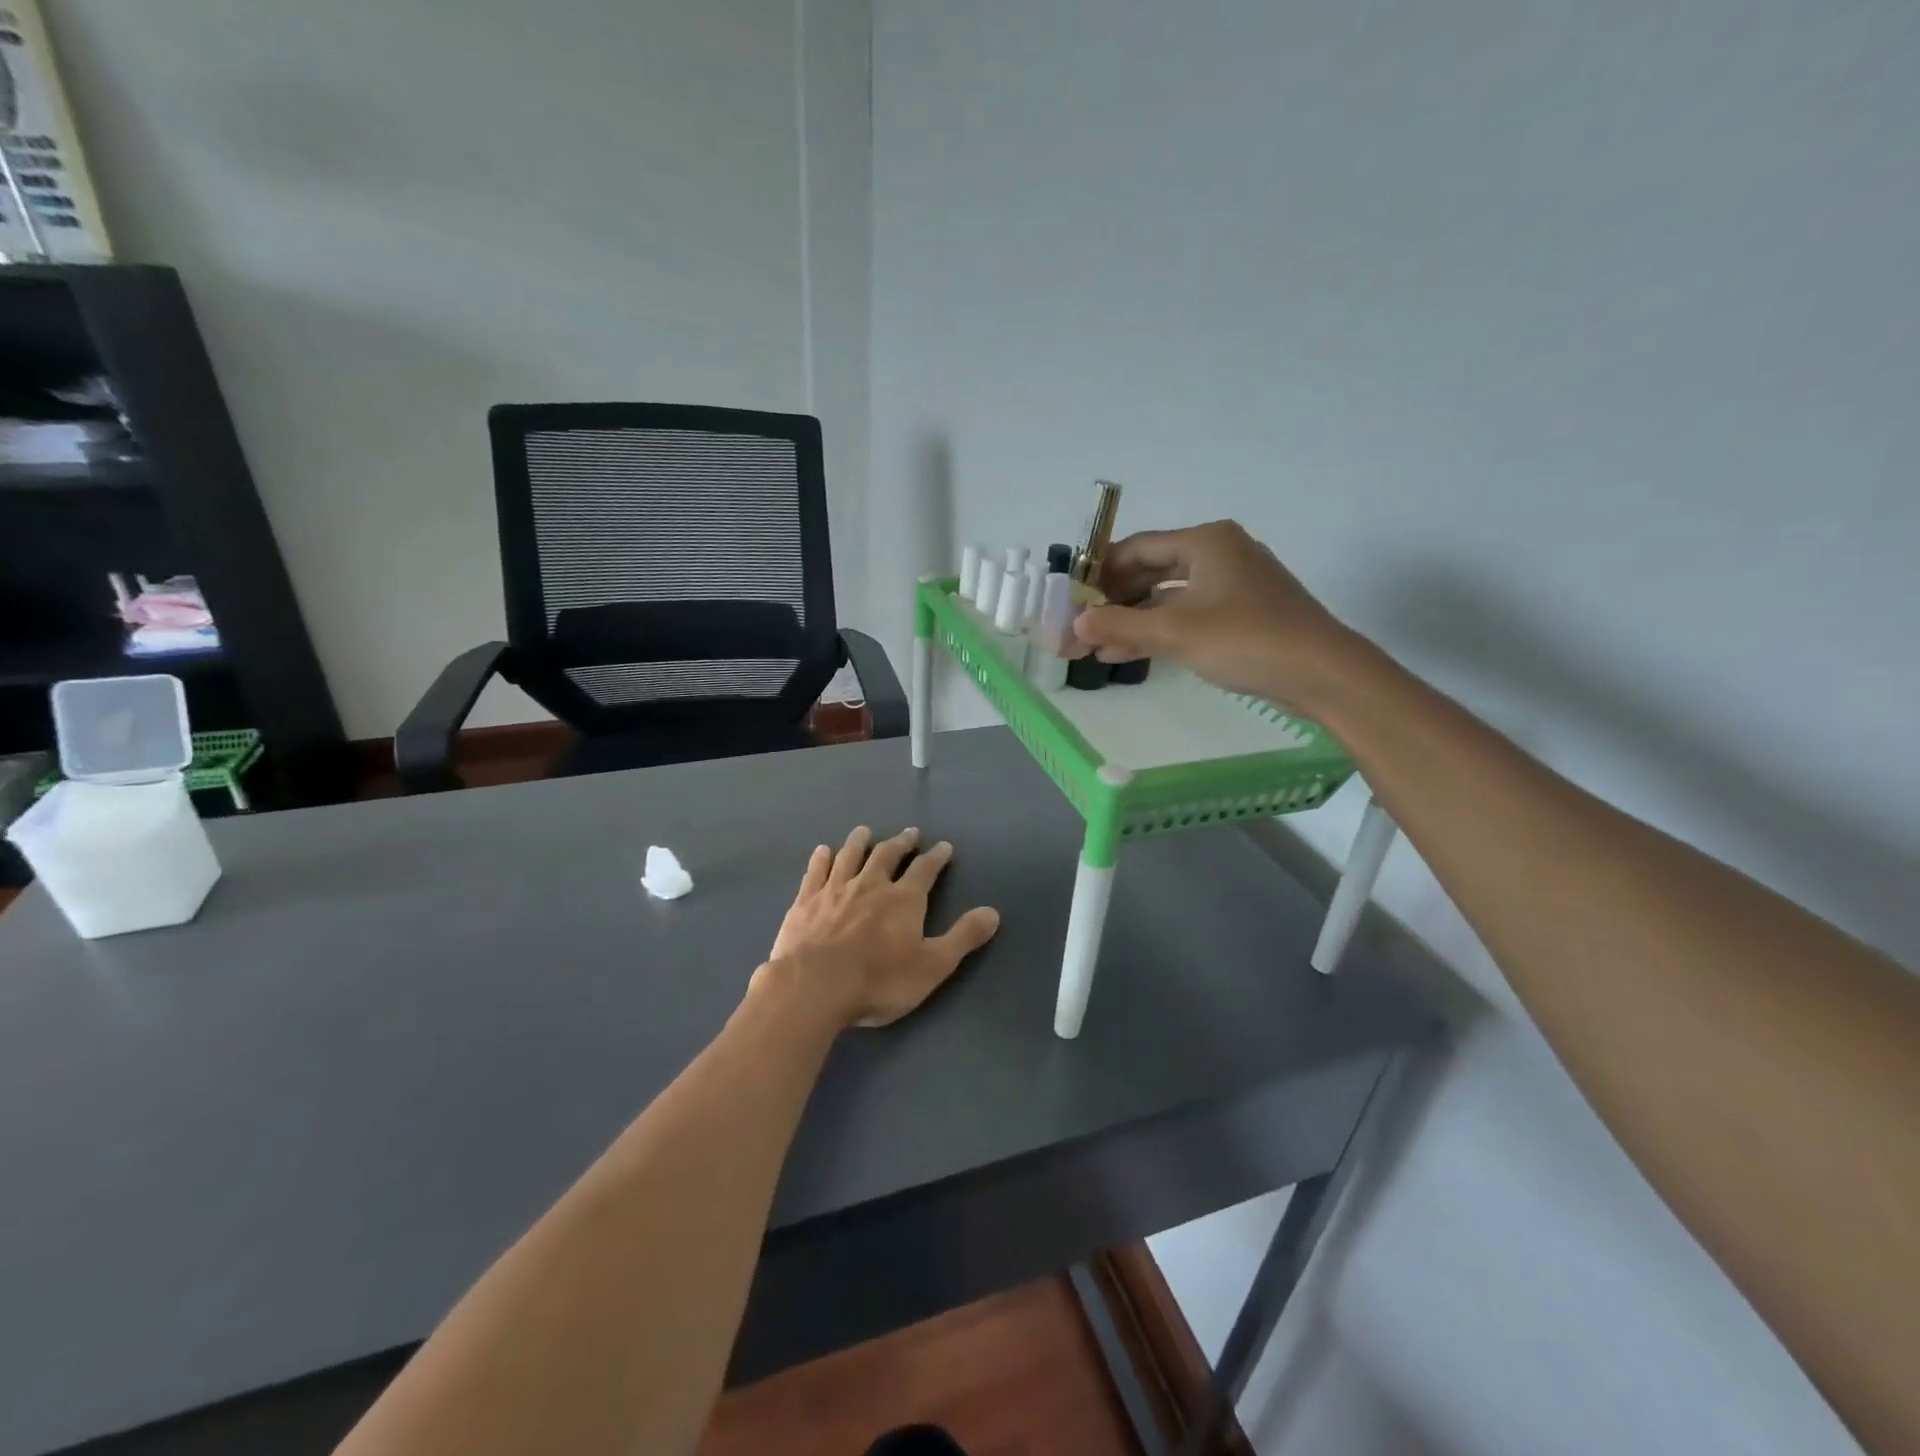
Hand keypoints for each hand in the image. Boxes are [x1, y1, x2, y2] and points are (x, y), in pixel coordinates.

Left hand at [758, 826, 1000, 1028]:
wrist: (814, 986)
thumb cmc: (879, 980)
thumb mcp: (932, 965)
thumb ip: (963, 938)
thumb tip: (993, 912)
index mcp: (903, 899)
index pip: (925, 870)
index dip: (936, 857)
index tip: (944, 846)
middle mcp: (870, 885)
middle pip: (887, 855)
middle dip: (901, 843)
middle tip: (909, 833)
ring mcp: (835, 890)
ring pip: (850, 856)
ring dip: (860, 841)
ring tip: (865, 831)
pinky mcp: (806, 901)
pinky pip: (816, 871)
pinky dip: (822, 859)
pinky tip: (823, 851)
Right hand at [1072, 520, 1355, 710]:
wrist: (1322, 673)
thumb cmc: (1246, 639)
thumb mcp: (1176, 631)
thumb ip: (1121, 625)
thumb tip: (1075, 623)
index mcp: (1205, 541)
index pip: (1137, 547)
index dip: (1099, 572)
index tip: (1070, 599)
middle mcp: (1218, 554)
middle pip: (1151, 571)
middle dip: (1113, 602)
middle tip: (1080, 627)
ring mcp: (1231, 585)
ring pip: (1167, 597)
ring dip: (1132, 621)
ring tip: (1095, 648)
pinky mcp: (1241, 614)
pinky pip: (1187, 615)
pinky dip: (1158, 631)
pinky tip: (1127, 654)